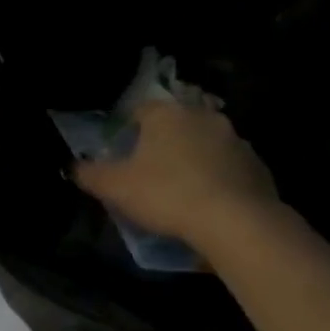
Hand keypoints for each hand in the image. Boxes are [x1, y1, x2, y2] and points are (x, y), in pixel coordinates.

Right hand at [74, 99, 280, 248]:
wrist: (235, 220)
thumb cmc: (167, 194)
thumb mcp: (116, 187)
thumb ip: (90, 174)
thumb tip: (72, 166)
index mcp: (166, 114)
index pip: (140, 110)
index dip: (128, 129)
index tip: (122, 152)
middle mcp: (202, 116)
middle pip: (176, 124)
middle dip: (164, 143)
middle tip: (151, 171)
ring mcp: (235, 139)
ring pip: (206, 143)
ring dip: (194, 159)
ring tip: (182, 189)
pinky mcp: (257, 165)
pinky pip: (230, 167)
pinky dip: (219, 178)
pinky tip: (211, 202)